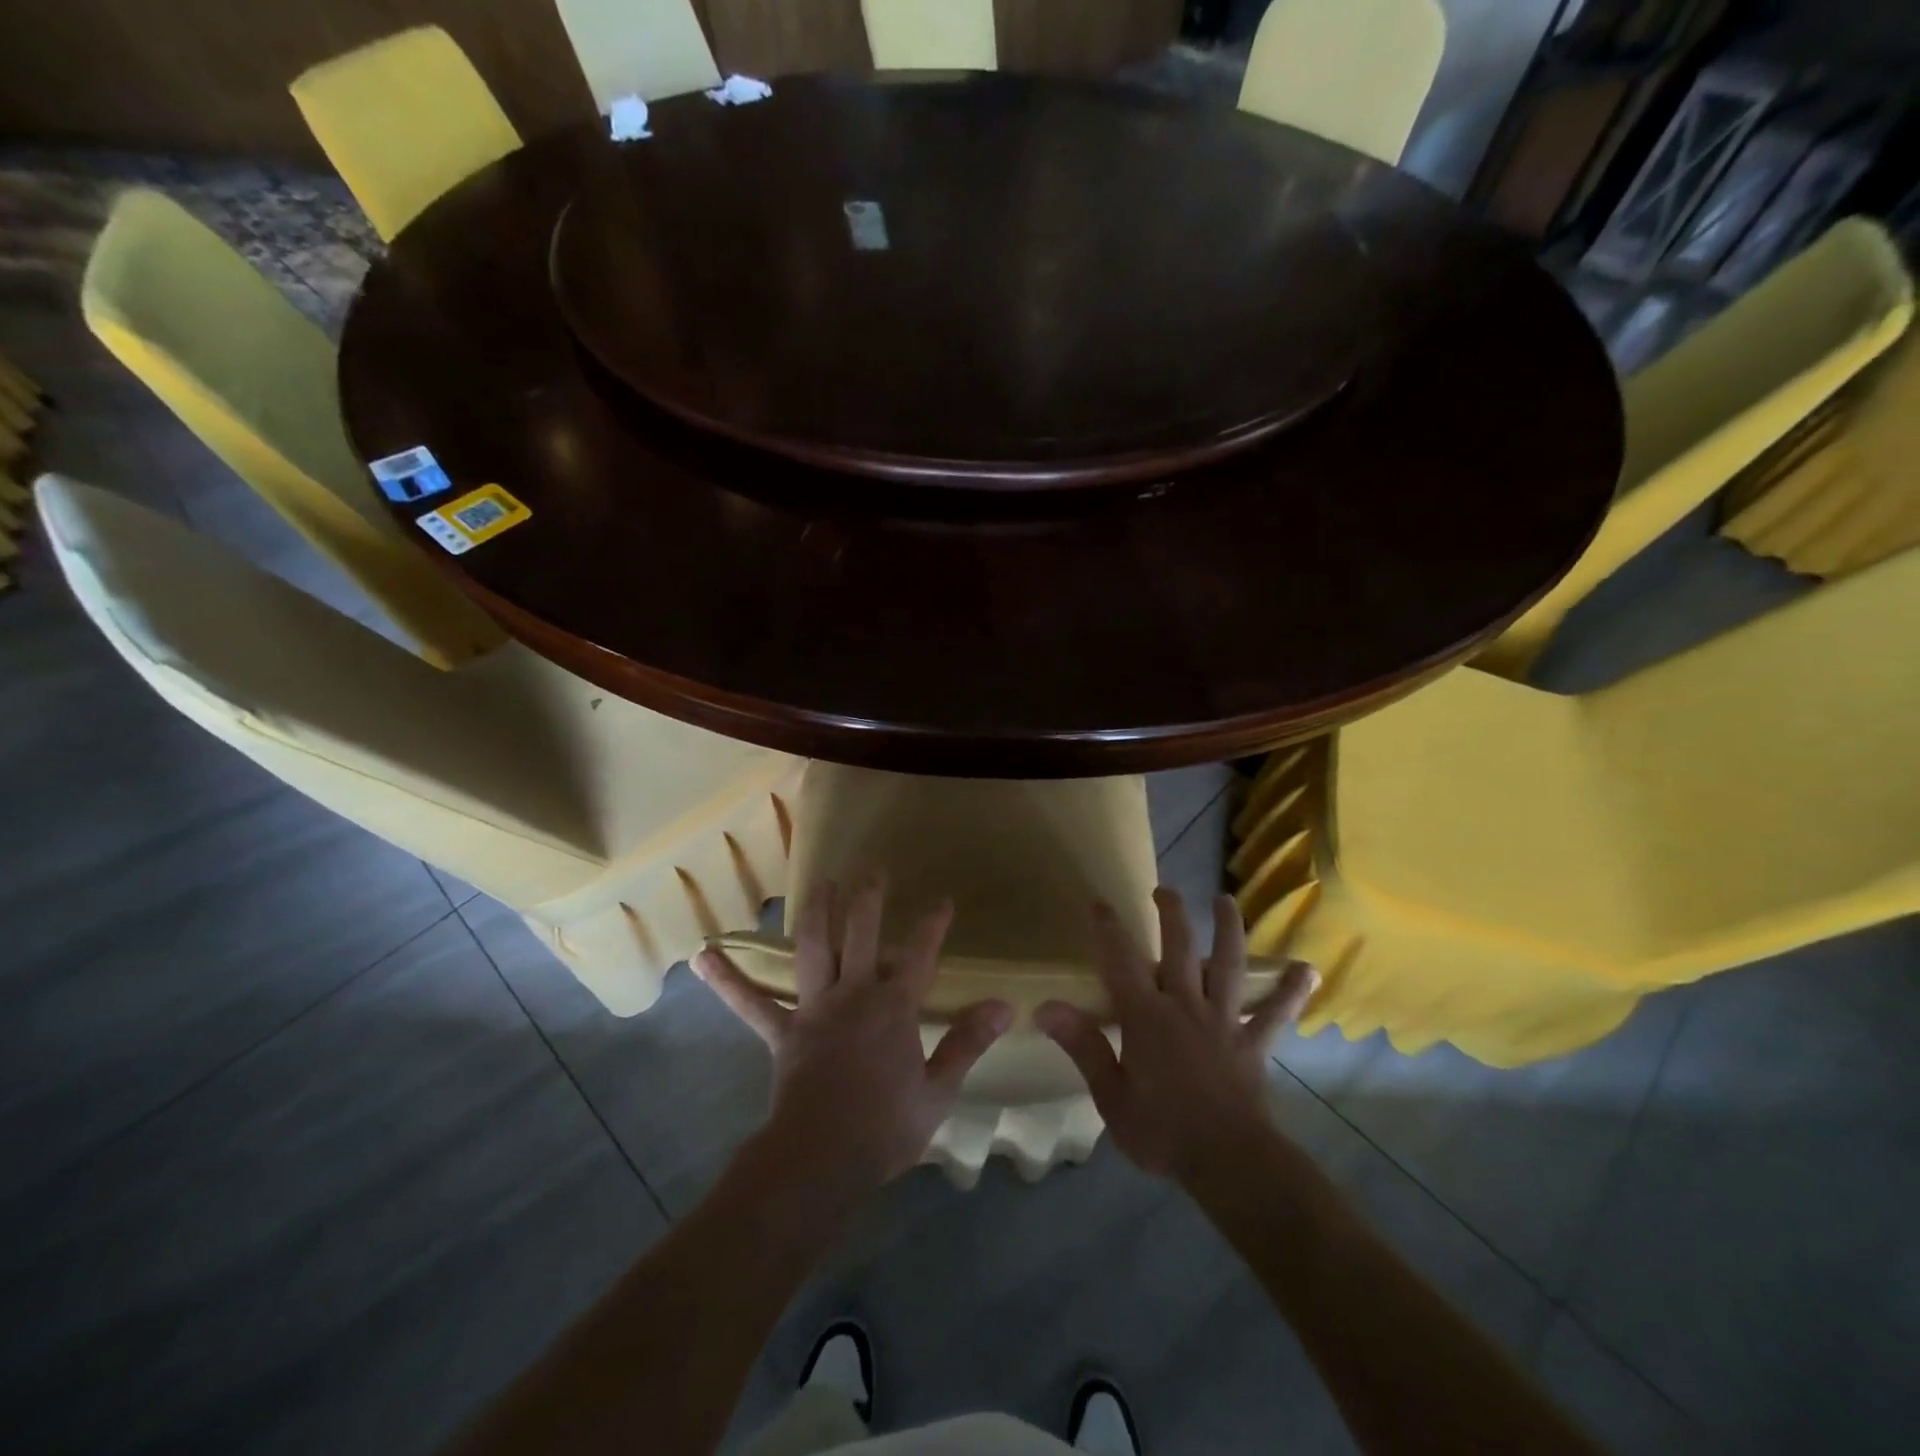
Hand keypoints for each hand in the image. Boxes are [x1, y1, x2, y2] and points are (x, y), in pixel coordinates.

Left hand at [694, 880, 1011, 1198]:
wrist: (822, 1161)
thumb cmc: (886, 1128)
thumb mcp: (938, 1090)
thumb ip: (968, 1043)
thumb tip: (1005, 1007)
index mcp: (895, 1007)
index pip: (920, 953)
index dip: (932, 924)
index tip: (941, 900)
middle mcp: (854, 994)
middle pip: (862, 933)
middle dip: (868, 898)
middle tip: (872, 870)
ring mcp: (814, 1008)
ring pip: (813, 947)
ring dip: (815, 911)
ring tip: (818, 882)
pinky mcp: (783, 1031)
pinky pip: (752, 1003)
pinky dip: (728, 981)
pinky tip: (703, 958)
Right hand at [1036, 889, 1316, 1188]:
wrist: (1229, 1163)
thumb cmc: (1162, 1131)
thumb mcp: (1110, 1095)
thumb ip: (1083, 1046)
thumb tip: (1046, 1006)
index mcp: (1146, 1016)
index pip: (1121, 960)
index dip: (1108, 928)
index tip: (1098, 902)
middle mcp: (1186, 1005)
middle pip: (1179, 947)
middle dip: (1171, 913)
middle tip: (1164, 890)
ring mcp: (1224, 1020)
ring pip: (1228, 965)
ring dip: (1228, 929)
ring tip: (1226, 900)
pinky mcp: (1253, 1042)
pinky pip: (1274, 1013)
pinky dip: (1290, 991)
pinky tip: (1307, 970)